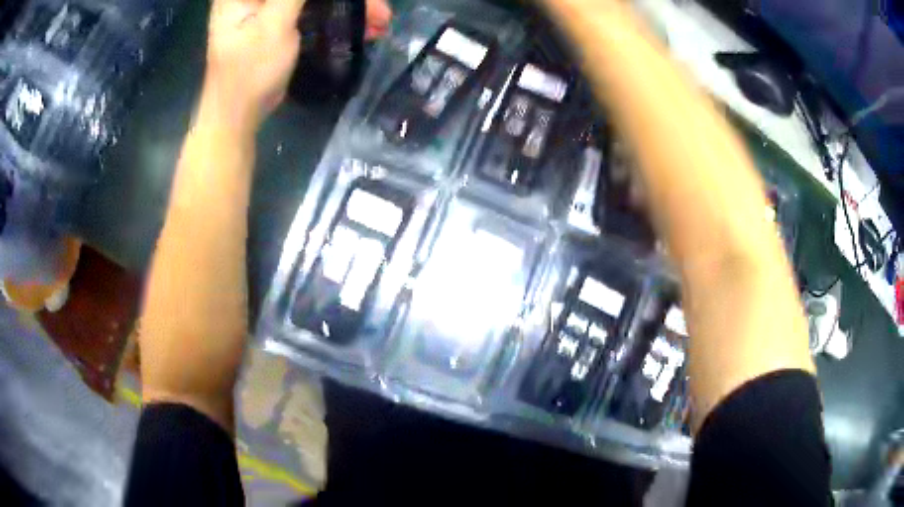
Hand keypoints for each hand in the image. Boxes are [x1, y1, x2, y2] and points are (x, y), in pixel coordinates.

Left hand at [204, 0, 393, 128]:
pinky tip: (365, 26)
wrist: (239, 114)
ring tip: (380, 19)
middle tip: (377, 8)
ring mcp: (271, 8)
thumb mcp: (274, 24)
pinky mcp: (282, 22)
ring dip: (347, 6)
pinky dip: (337, 16)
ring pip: (315, 0)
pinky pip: (315, 10)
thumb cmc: (249, 70)